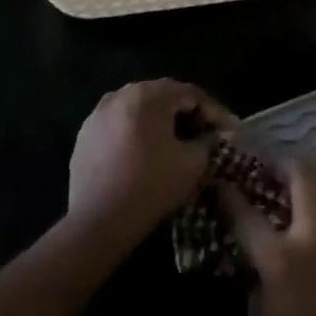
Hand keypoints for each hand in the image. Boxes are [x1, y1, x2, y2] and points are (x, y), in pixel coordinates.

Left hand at [68, 80, 232, 242]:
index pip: (191, 94)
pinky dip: (137, 130)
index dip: (215, 112)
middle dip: (188, 112)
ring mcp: (98, 113)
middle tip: (206, 131)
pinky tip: (146, 151)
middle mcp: (121, 95)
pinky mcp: (85, 134)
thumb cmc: (151, 187)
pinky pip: (120, 122)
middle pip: (164, 95)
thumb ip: (207, 141)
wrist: (98, 222)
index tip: (230, 130)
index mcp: (148, 96)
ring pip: (140, 107)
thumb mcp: (192, 163)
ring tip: (177, 139)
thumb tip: (211, 135)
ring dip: (161, 119)